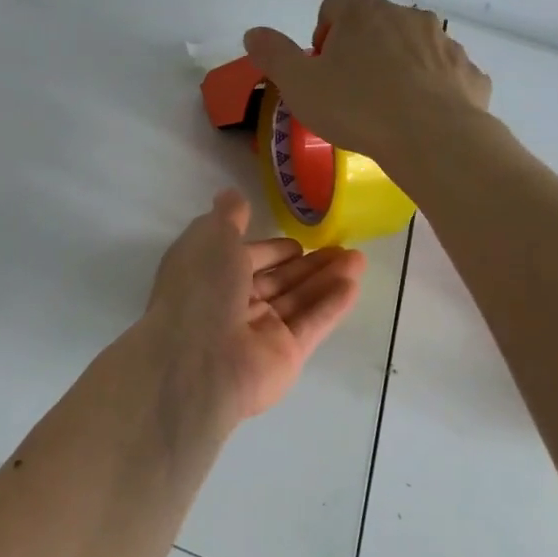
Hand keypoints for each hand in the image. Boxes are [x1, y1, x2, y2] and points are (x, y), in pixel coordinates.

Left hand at [142, 190, 365, 423]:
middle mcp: (232, 304)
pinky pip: (312, 323)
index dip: (272, 249)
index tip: (298, 241)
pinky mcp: (285, 355)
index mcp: (209, 276)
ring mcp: (260, 332)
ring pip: (299, 299)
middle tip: (342, 247)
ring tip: (358, 258)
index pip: (247, 259)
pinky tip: (354, 282)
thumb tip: (232, 195)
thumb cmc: (201, 289)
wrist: (199, 361)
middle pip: (278, 280)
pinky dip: (332, 303)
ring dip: (327, 278)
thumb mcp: (210, 237)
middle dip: (308, 263)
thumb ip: (228, 216)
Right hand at [243, 0, 491, 167]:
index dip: (322, 34)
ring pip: (413, 47)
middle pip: (375, 23)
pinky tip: (420, 118)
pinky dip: (431, 89)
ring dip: (397, 67)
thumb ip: (273, 55)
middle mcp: (408, 16)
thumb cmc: (357, 107)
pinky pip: (444, 74)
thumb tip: (253, 33)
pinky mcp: (469, 73)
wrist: (434, 139)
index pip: (334, 4)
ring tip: (385, 108)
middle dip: (360, 49)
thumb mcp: (299, 85)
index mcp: (364, 12)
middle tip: (348, 91)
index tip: (321, 69)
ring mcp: (444, 43)